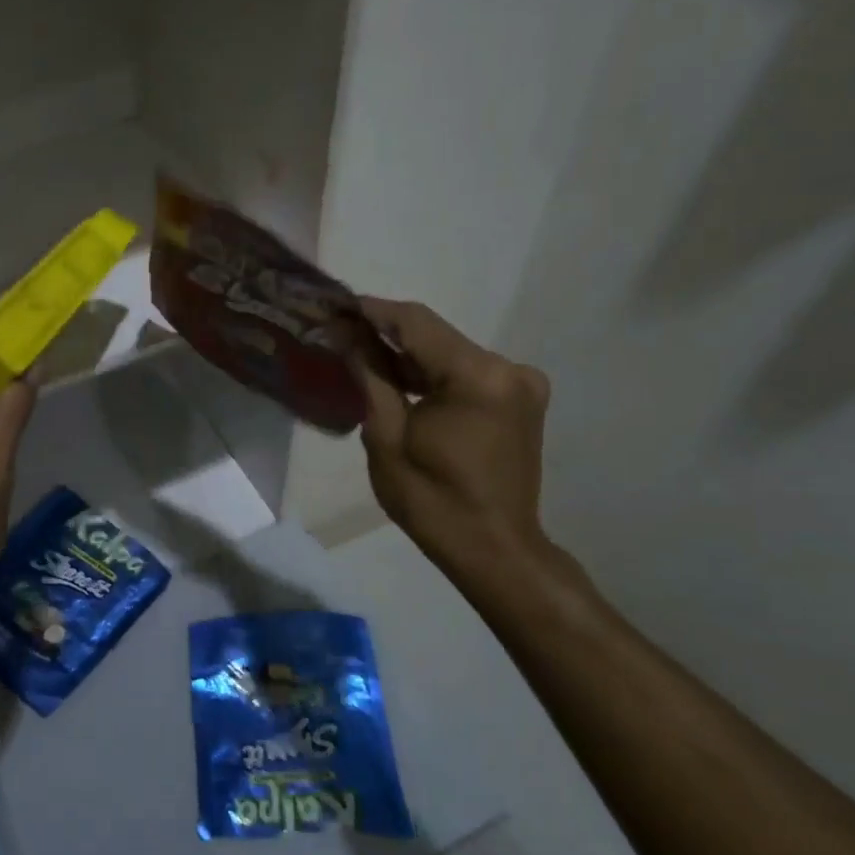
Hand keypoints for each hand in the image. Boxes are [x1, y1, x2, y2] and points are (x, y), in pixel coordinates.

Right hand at [354, 298, 556, 594]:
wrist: (494, 550)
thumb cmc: (432, 501)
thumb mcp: (387, 436)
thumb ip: (370, 376)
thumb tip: (345, 333)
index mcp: (478, 376)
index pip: (416, 323)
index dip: (372, 310)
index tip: (335, 304)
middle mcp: (509, 369)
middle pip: (436, 336)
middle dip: (386, 333)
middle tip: (339, 332)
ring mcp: (520, 385)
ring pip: (450, 354)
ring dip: (408, 355)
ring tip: (359, 354)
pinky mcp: (519, 401)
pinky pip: (466, 374)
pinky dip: (431, 374)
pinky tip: (397, 379)